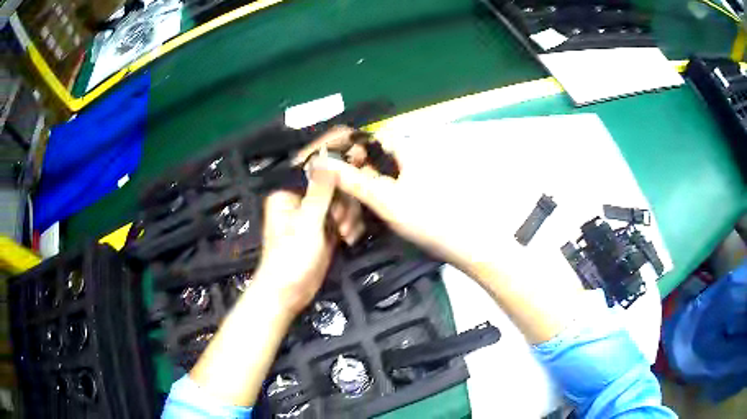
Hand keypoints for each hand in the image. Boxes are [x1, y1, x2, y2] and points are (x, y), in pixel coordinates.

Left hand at [252, 167, 336, 314]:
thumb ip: (320, 190)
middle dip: (344, 206)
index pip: (319, 174)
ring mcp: (315, 217)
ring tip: (344, 235)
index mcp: (289, 194)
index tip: (356, 176)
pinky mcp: (326, 231)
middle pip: (335, 189)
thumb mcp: (307, 222)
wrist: (290, 292)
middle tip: (341, 223)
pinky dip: (350, 228)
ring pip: (343, 204)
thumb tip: (326, 157)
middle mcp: (302, 201)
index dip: (339, 176)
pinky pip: (344, 220)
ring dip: (349, 219)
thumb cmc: (291, 257)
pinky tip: (349, 239)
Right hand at [309, 133, 513, 279]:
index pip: (377, 136)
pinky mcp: (420, 195)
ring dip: (366, 192)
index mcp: (409, 151)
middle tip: (342, 197)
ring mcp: (418, 178)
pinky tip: (370, 217)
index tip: (339, 166)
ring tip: (352, 217)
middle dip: (357, 174)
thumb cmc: (427, 218)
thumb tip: (322, 162)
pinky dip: (380, 200)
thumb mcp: (385, 199)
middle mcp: (414, 159)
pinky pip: (393, 190)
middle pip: (378, 158)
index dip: (356, 147)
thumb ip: (354, 180)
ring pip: (384, 177)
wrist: (464, 245)